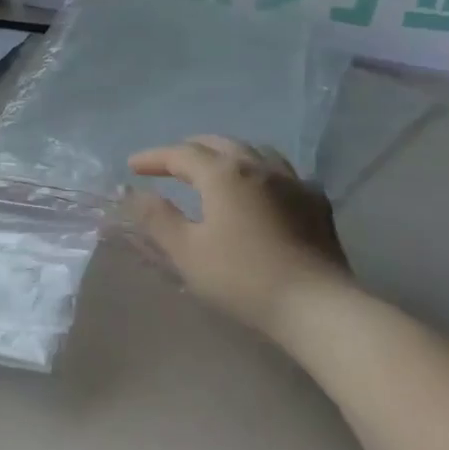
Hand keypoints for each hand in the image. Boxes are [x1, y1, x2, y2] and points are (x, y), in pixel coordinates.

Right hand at [123, 136, 349, 340]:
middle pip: (217, 144)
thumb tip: (134, 193)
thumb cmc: (242, 278)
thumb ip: (157, 217)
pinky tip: (258, 190)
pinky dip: (258, 172)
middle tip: (168, 165)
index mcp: (223, 173)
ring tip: (211, 169)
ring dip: (225, 154)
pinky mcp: (315, 201)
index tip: (132, 167)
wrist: (317, 305)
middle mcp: (258, 166)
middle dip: (188, 150)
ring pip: (253, 151)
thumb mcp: (187, 251)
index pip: (180, 154)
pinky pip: (281, 172)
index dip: (153, 158)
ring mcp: (292, 180)